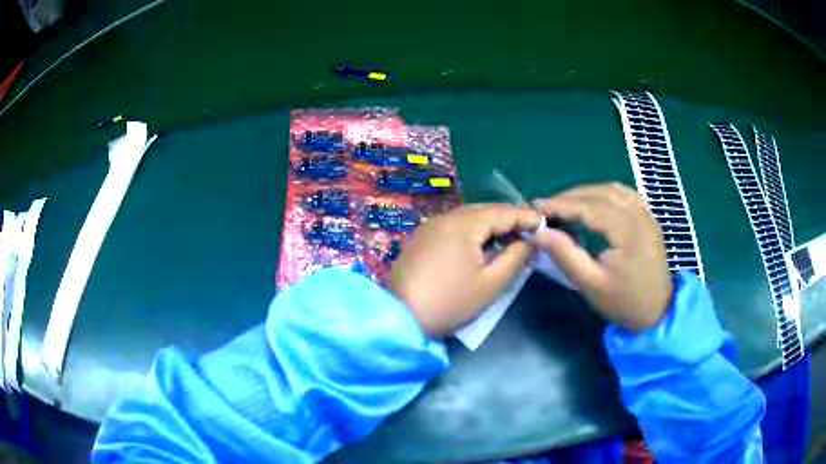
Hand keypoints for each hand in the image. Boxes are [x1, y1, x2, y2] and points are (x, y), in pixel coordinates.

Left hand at [387, 204, 540, 337]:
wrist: (401, 317)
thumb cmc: (451, 302)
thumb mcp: (491, 283)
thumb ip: (516, 257)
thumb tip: (530, 240)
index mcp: (464, 223)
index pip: (503, 212)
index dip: (526, 216)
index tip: (545, 223)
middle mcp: (446, 217)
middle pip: (484, 211)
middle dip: (508, 219)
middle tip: (529, 231)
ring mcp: (430, 226)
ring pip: (468, 217)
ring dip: (490, 225)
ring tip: (509, 238)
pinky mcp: (421, 238)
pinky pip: (453, 227)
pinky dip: (472, 231)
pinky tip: (480, 245)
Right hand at [533, 183, 672, 331]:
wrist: (657, 312)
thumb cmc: (624, 301)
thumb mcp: (590, 284)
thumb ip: (565, 255)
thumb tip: (539, 232)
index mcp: (627, 230)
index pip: (589, 207)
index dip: (561, 205)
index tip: (535, 207)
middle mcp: (639, 214)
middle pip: (600, 193)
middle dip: (571, 197)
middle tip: (546, 207)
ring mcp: (646, 214)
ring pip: (613, 190)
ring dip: (587, 193)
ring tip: (566, 205)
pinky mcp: (648, 218)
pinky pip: (625, 195)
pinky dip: (605, 194)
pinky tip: (594, 202)